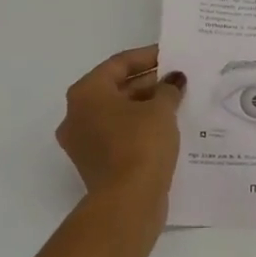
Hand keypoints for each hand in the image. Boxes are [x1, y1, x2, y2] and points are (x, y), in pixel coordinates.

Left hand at [56, 46, 184, 205]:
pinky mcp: (96, 164)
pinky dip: (140, 127)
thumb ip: (168, 89)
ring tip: (178, 102)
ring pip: (118, 113)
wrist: (128, 201)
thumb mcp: (161, 110)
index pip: (119, 64)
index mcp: (86, 93)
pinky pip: (119, 135)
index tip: (172, 55)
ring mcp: (83, 142)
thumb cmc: (141, 144)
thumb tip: (174, 81)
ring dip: (146, 106)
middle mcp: (77, 114)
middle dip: (148, 82)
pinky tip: (167, 127)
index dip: (148, 56)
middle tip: (178, 79)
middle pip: (116, 88)